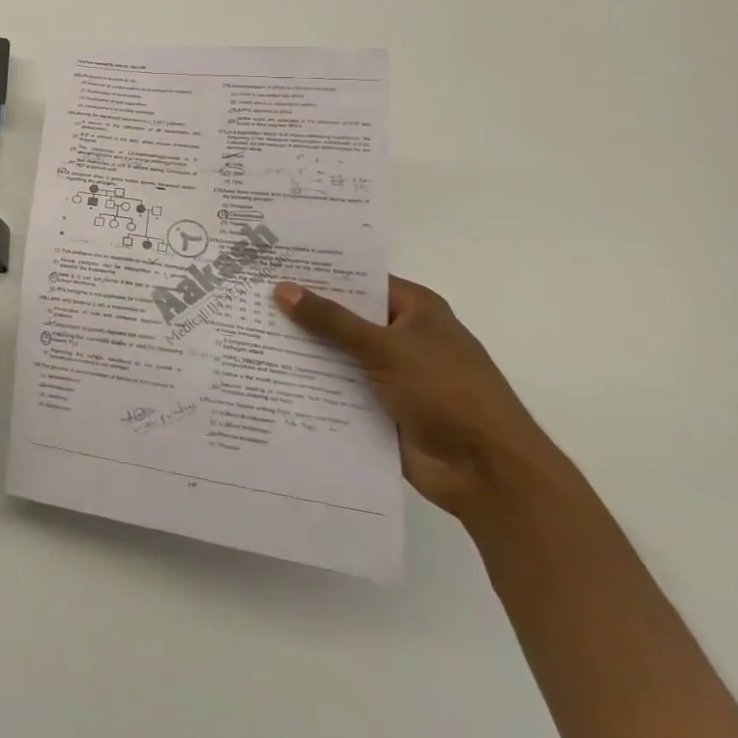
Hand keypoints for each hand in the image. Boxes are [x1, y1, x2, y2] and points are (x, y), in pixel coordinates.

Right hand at [274, 276, 565, 524]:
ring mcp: (392, 374)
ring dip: (304, 351)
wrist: (488, 473)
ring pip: (338, 354)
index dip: (319, 273)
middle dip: (303, 312)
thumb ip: (331, 320)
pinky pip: (339, 389)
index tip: (273, 264)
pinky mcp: (380, 408)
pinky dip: (312, 385)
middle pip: (345, 317)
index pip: (359, 280)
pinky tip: (269, 376)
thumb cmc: (446, 392)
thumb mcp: (384, 347)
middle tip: (250, 297)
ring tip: (249, 334)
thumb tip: (282, 288)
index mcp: (416, 310)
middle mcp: (403, 337)